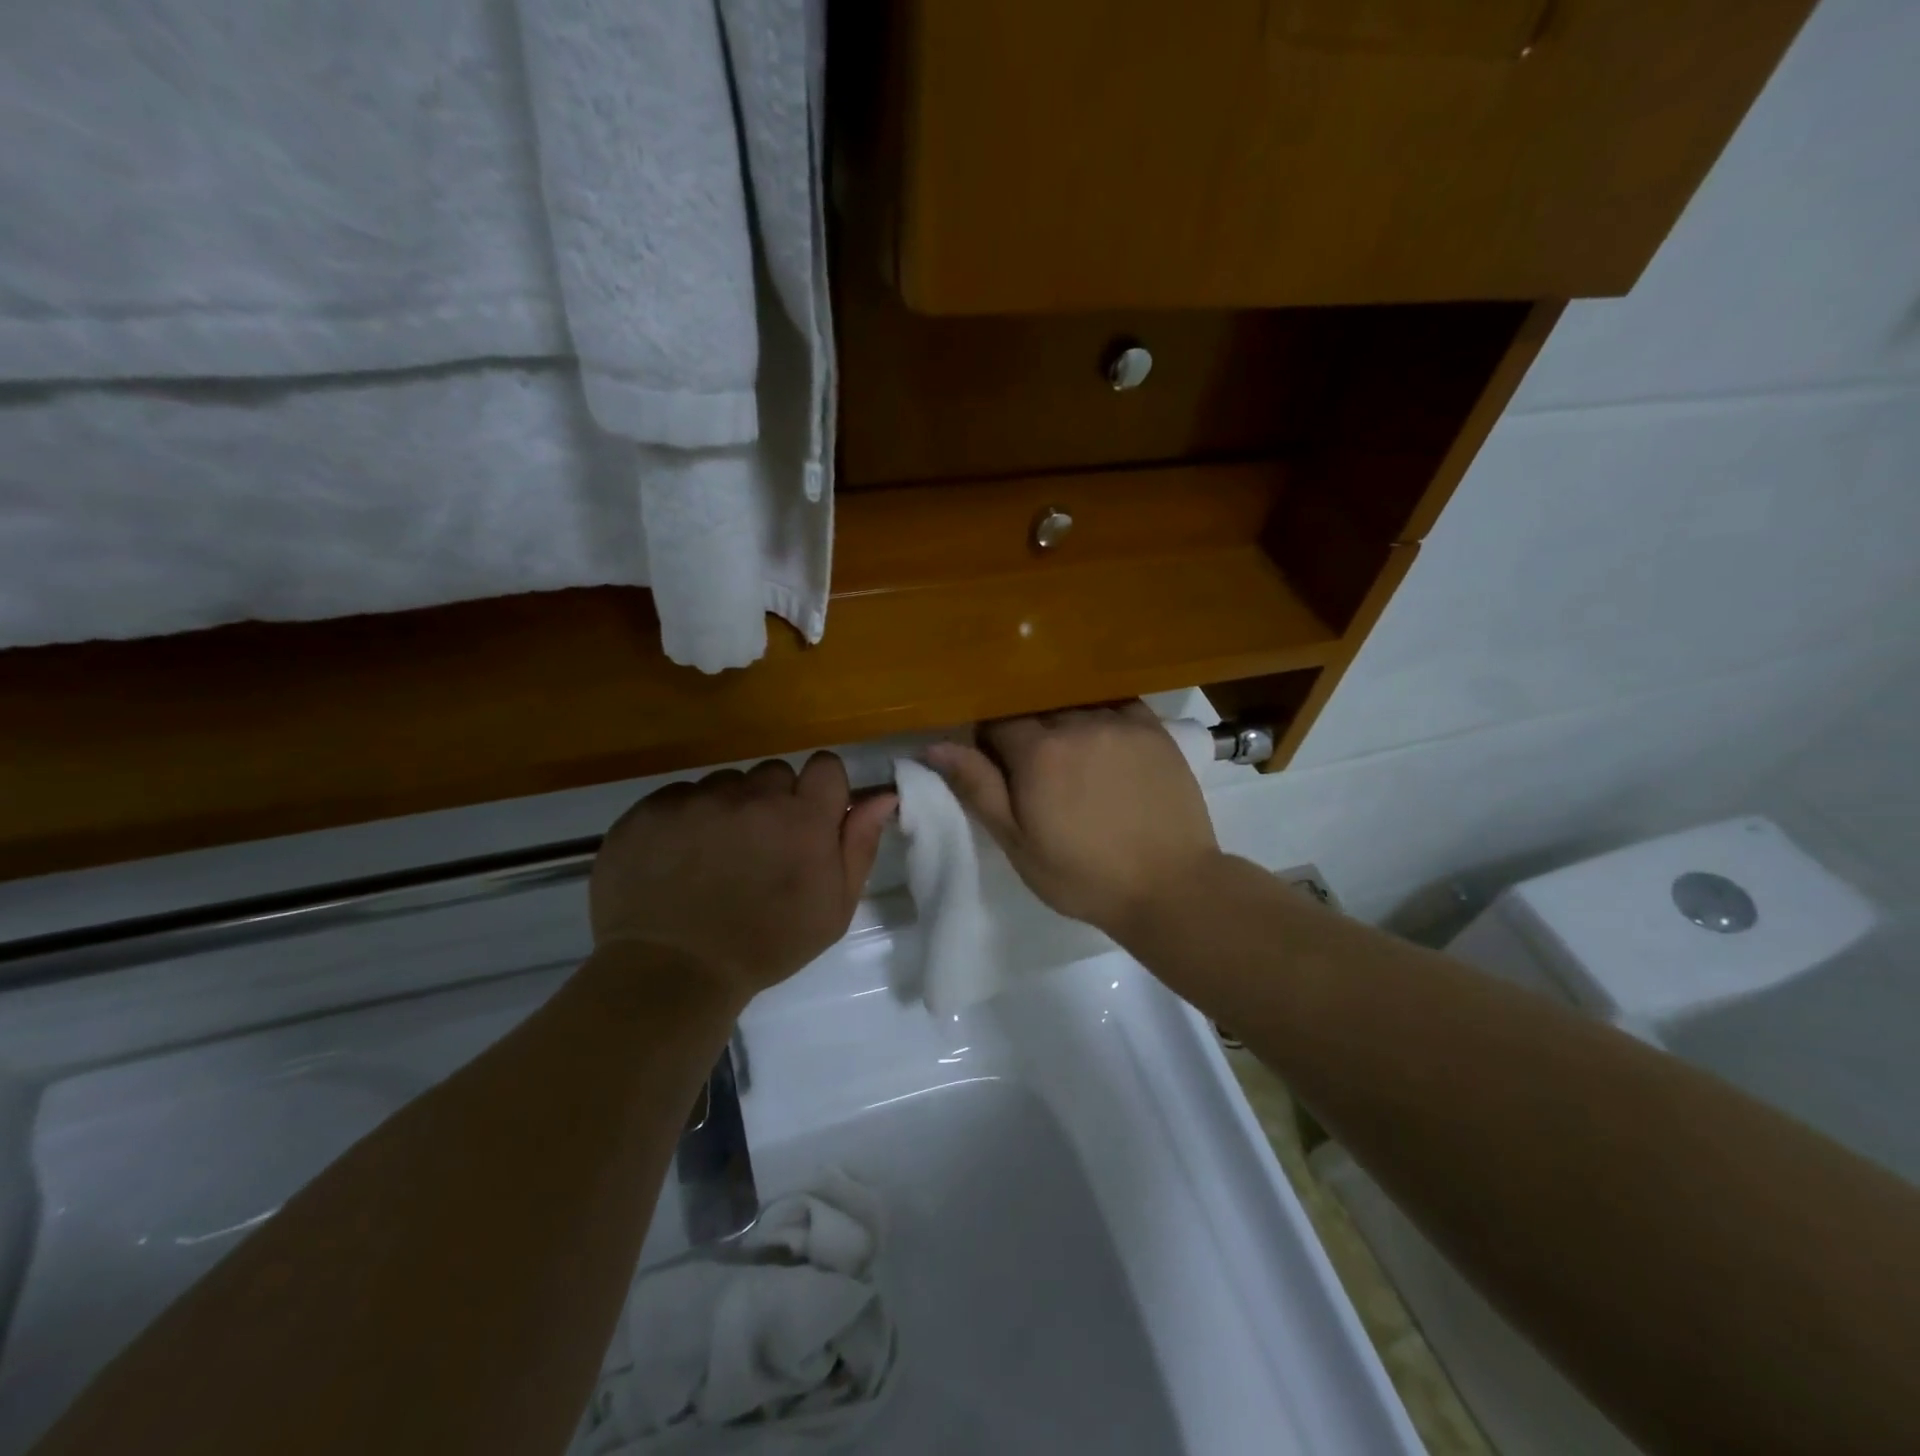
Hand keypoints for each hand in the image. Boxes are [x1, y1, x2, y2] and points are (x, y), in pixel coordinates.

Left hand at [590, 753, 895, 1005]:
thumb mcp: (833, 908)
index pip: (825, 766)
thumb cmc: (766, 946)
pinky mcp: (651, 810)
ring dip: (728, 809)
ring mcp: (698, 800)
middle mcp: (753, 797)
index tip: (811, 818)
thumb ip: (859, 845)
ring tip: (713, 856)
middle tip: (760, 846)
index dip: (821, 789)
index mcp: (803, 819)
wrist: (671, 973)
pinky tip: (677, 859)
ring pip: (725, 784)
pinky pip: (679, 796)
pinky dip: (684, 819)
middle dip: (774, 801)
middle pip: (774, 773)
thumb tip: (883, 797)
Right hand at [924, 702, 1221, 939]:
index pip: (997, 723)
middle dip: (1029, 734)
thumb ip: (978, 788)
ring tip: (1077, 761)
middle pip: (1037, 711)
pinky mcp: (1155, 730)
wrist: (1168, 886)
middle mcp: (1076, 723)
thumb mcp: (1018, 842)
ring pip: (1076, 706)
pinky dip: (1104, 718)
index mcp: (1037, 751)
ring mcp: (1119, 722)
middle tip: (1039, 772)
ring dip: (1067, 725)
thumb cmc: (1082, 874)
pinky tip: (1107, 744)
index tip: (998, 767)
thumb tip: (935, 745)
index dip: (991, 744)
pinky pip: (1117, 706)